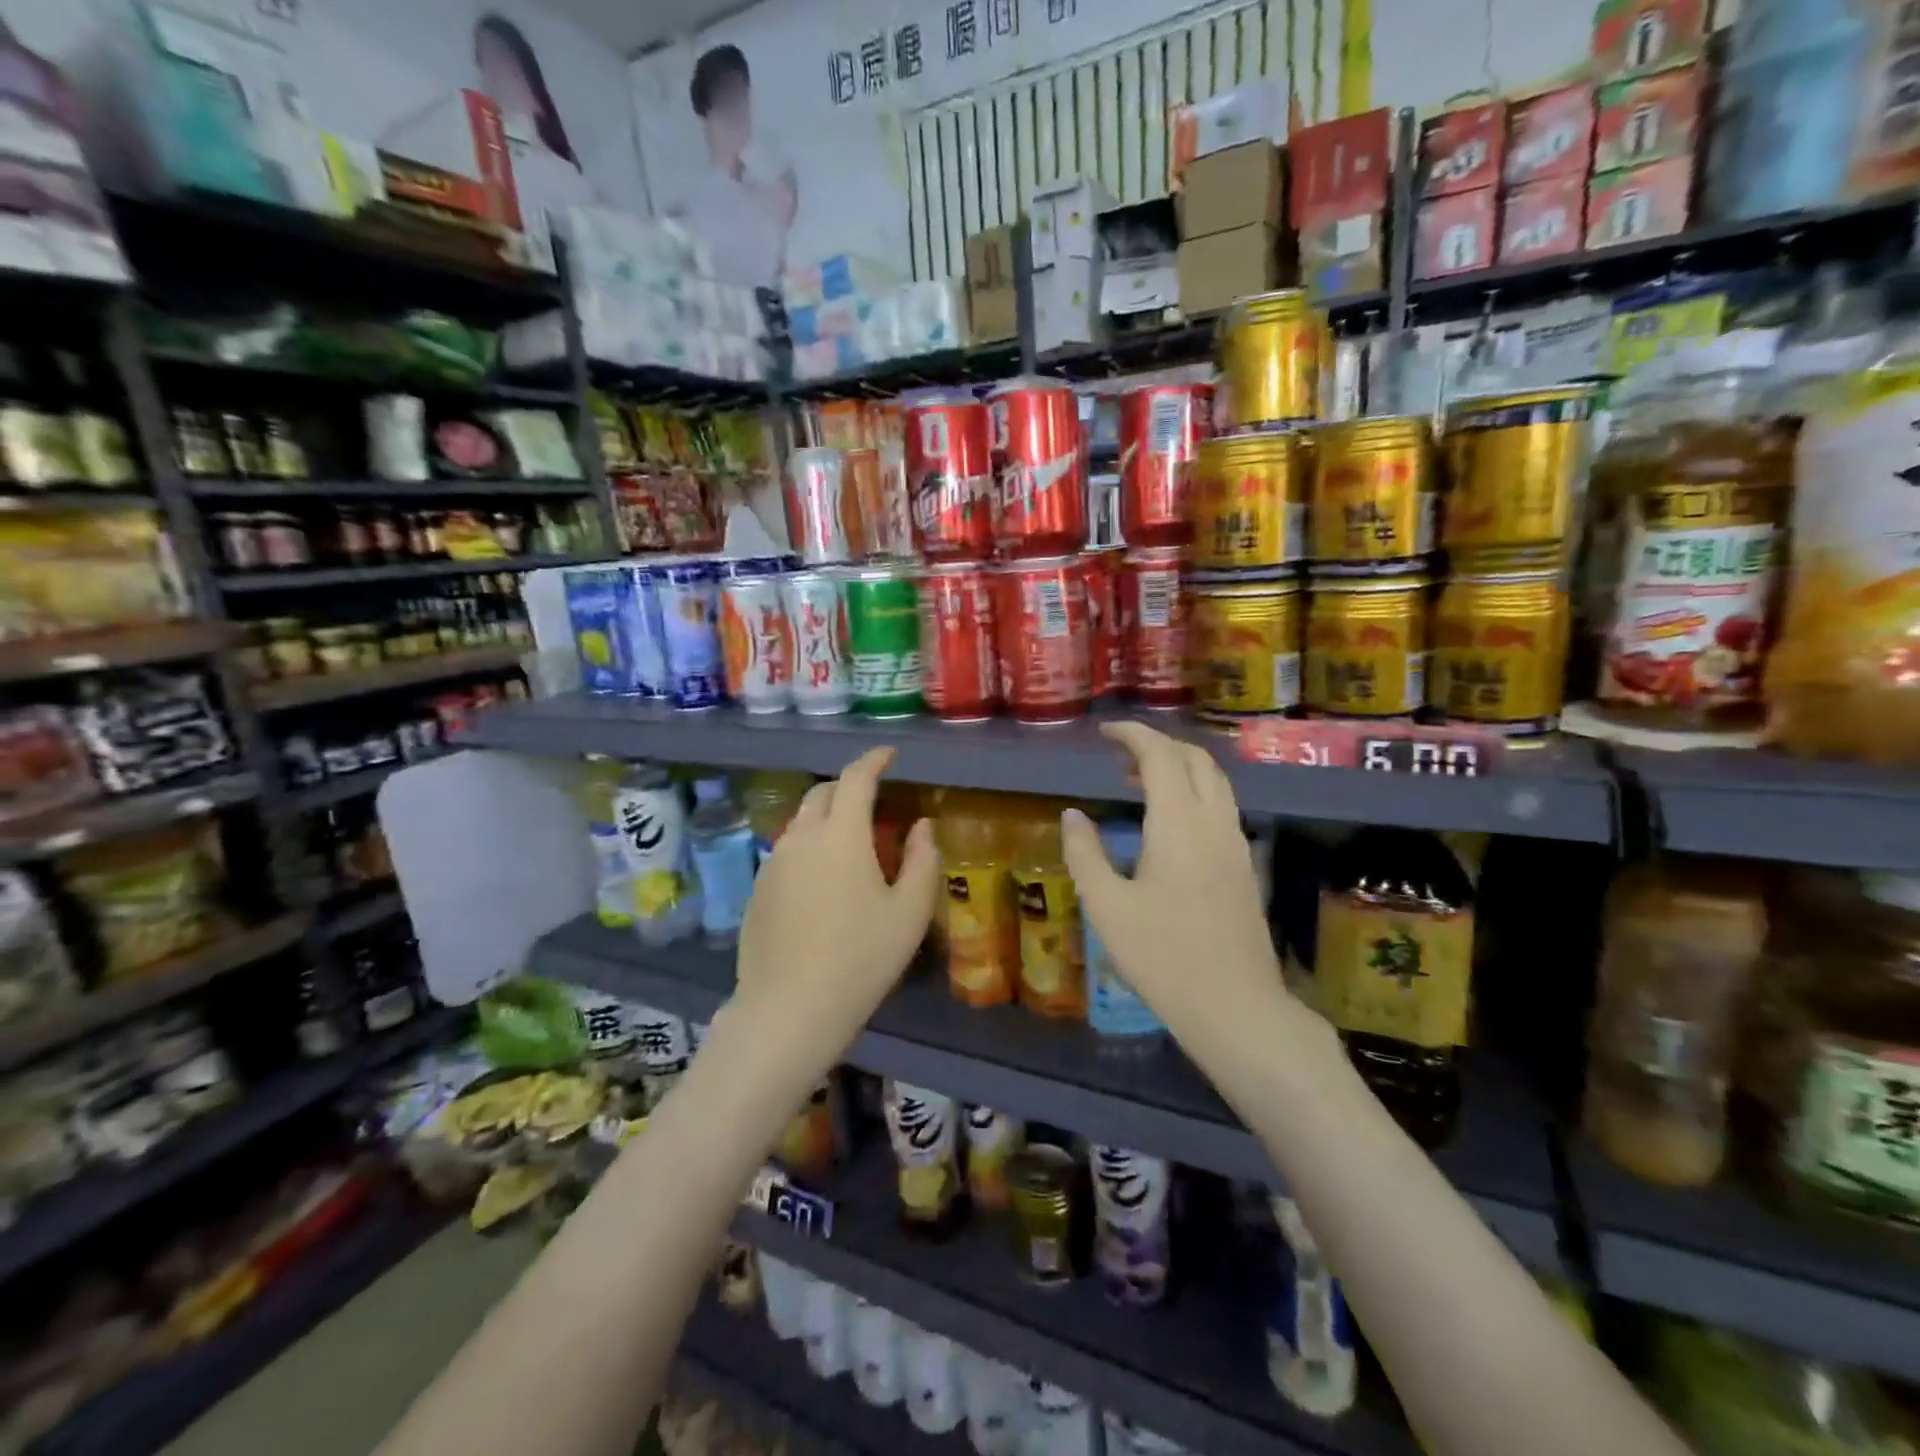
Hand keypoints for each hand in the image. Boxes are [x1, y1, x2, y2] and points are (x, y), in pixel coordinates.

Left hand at [734, 748, 939, 1053]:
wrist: (789, 1009)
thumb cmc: (861, 959)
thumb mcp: (909, 913)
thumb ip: (921, 860)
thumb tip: (921, 826)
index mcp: (841, 836)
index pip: (855, 778)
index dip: (874, 760)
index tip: (889, 755)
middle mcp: (802, 838)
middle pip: (823, 793)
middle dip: (849, 786)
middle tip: (874, 802)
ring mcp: (773, 862)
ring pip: (802, 821)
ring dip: (827, 817)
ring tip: (851, 843)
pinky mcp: (758, 888)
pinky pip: (788, 850)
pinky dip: (810, 846)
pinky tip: (823, 881)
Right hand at [1061, 723, 1288, 1043]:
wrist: (1235, 1007)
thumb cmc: (1162, 956)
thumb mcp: (1106, 906)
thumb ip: (1085, 853)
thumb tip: (1073, 814)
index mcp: (1178, 822)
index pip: (1160, 755)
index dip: (1132, 735)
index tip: (1105, 733)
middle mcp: (1214, 822)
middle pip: (1195, 760)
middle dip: (1158, 746)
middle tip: (1119, 756)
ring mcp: (1236, 844)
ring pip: (1214, 782)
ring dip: (1179, 769)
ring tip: (1140, 783)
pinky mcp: (1245, 867)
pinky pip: (1221, 808)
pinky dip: (1194, 793)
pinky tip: (1170, 824)